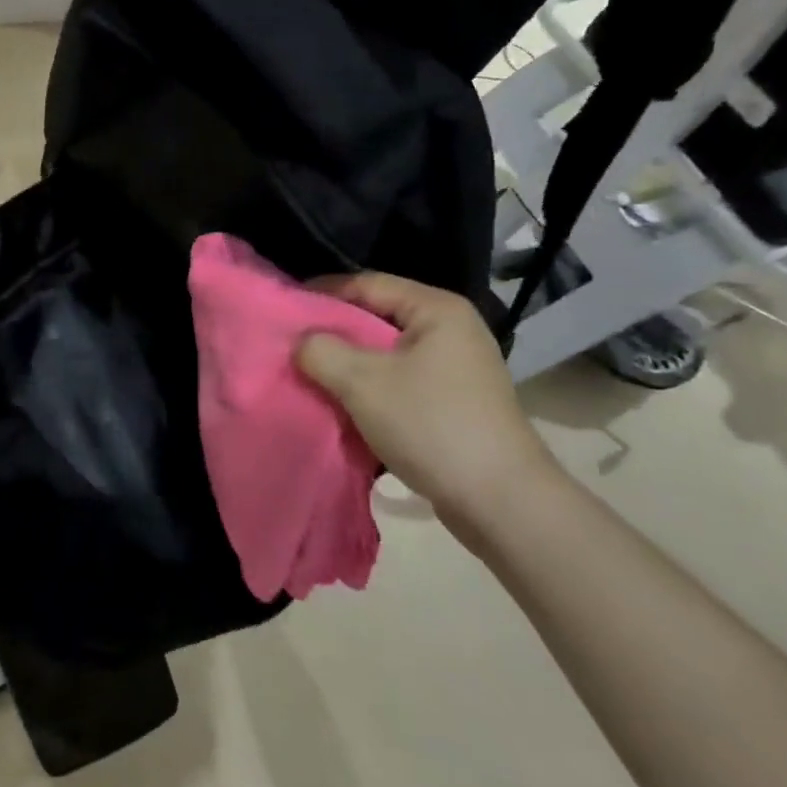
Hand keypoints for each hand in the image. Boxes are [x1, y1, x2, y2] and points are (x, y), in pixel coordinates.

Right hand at [295, 273, 556, 547]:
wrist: (502, 503)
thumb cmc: (431, 425)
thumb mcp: (362, 382)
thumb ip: (320, 351)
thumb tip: (302, 342)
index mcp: (436, 310)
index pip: (367, 283)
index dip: (322, 293)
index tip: (284, 310)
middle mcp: (450, 330)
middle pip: (376, 318)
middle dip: (333, 333)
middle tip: (291, 346)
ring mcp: (455, 369)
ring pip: (385, 354)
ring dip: (348, 366)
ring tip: (310, 377)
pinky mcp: (453, 403)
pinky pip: (399, 382)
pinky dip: (370, 390)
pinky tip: (343, 407)